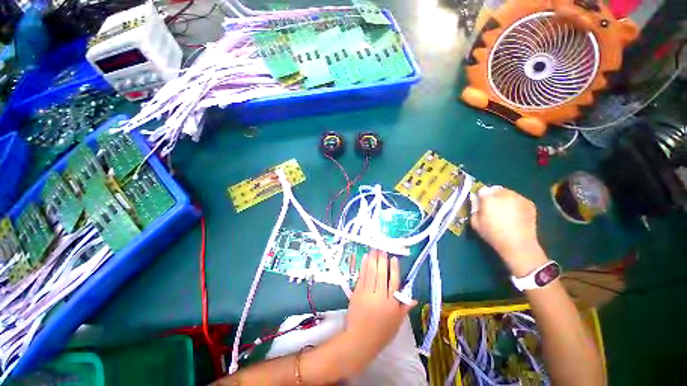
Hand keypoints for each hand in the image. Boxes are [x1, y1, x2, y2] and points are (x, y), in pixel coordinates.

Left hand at [344, 250, 415, 368]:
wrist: (359, 340)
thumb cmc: (380, 333)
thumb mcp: (396, 323)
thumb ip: (404, 308)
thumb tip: (414, 298)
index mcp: (391, 304)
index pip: (394, 282)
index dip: (394, 269)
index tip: (394, 258)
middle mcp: (380, 296)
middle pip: (382, 274)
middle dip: (382, 259)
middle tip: (382, 247)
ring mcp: (367, 293)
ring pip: (372, 272)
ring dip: (373, 259)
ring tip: (374, 248)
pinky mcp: (357, 292)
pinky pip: (362, 276)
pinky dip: (364, 266)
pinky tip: (365, 257)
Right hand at [471, 188, 547, 276]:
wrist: (518, 244)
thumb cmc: (492, 234)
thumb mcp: (475, 222)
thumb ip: (473, 208)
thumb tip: (475, 200)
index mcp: (489, 198)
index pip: (482, 190)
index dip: (480, 196)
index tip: (480, 204)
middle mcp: (505, 194)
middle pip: (496, 189)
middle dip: (493, 196)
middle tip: (492, 207)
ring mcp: (519, 198)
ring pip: (508, 193)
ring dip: (504, 198)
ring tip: (504, 211)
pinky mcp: (529, 203)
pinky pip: (518, 199)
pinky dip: (514, 203)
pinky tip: (514, 214)